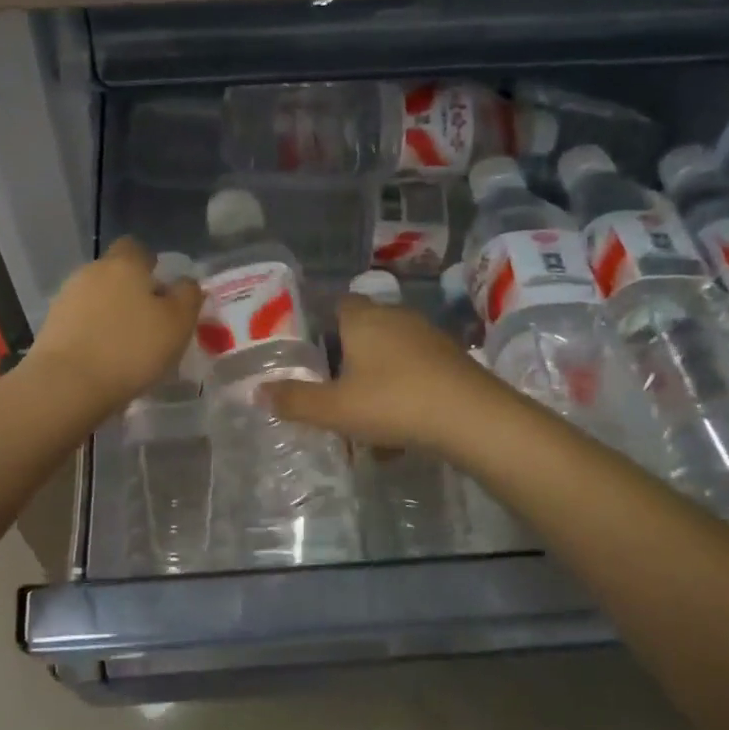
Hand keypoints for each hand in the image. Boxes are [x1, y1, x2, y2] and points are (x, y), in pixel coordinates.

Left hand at [29, 237, 202, 412]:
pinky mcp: (51, 327)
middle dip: (132, 292)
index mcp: (124, 264)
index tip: (163, 293)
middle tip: (151, 324)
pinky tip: (104, 360)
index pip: (137, 248)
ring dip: (111, 315)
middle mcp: (91, 272)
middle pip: (116, 274)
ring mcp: (66, 299)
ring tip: (127, 348)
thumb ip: (187, 296)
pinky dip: (93, 334)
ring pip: (97, 299)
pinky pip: (80, 323)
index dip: (151, 265)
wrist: (66, 385)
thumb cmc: (131, 349)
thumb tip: (185, 283)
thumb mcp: (178, 323)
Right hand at [268, 295, 494, 450]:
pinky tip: (400, 427)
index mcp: (363, 319)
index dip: (322, 323)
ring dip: (377, 376)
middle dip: (348, 355)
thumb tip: (256, 392)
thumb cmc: (393, 402)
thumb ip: (295, 400)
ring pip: (392, 352)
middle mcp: (395, 317)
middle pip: (364, 328)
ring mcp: (428, 336)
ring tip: (365, 413)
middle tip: (333, 386)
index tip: (311, 350)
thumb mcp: (335, 409)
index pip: (337, 303)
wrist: (472, 417)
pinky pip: (416, 369)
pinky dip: (404, 390)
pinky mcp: (452, 358)